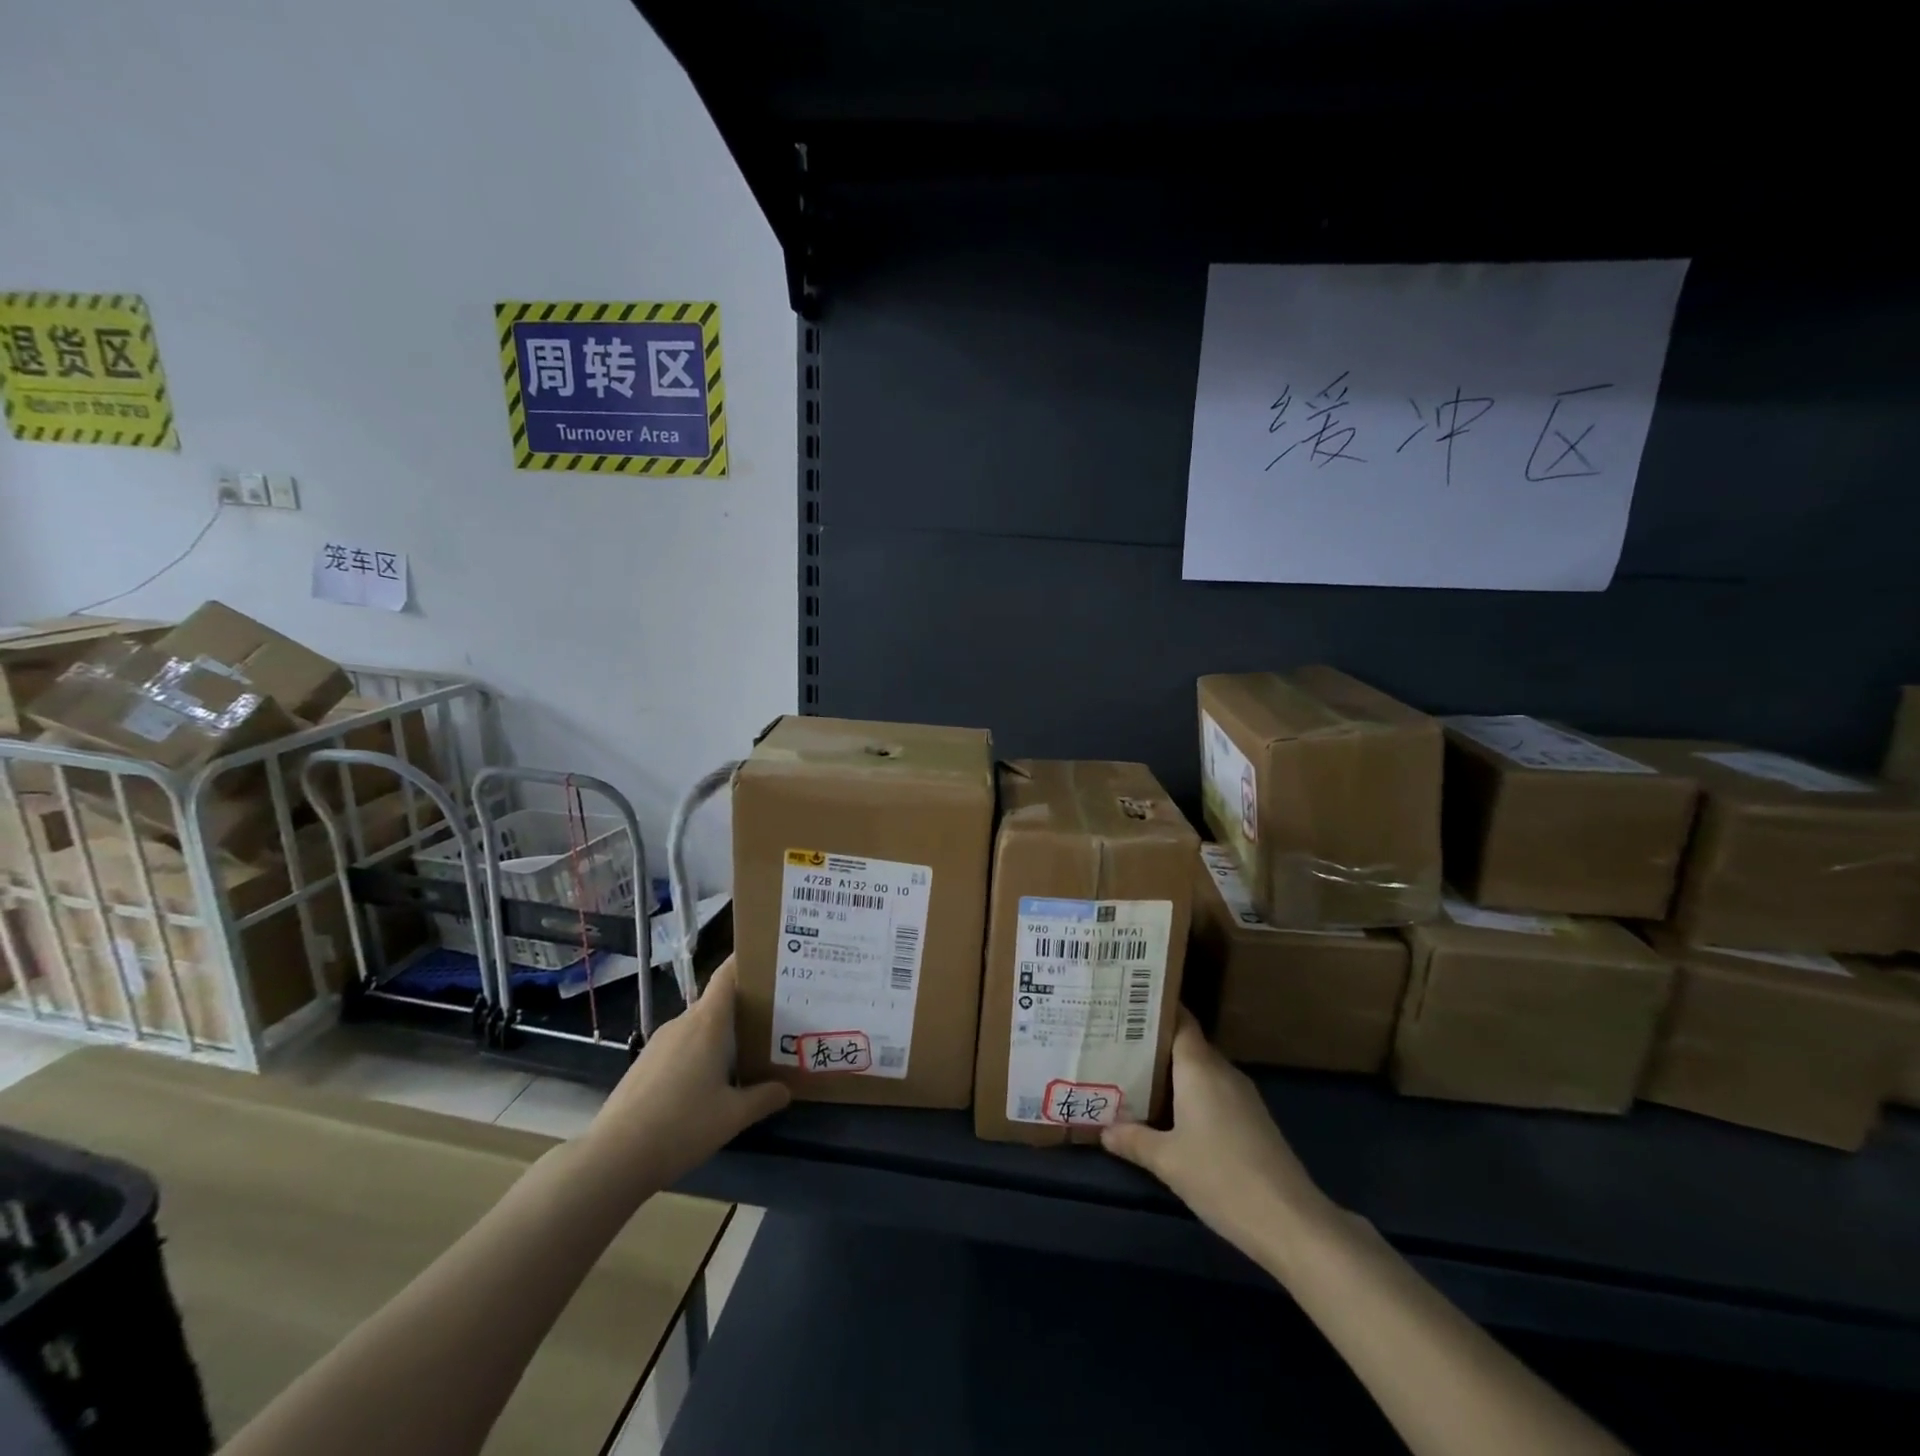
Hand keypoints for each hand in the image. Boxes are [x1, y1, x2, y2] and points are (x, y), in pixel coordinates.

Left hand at [582, 957, 789, 1193]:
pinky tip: (708, 1081)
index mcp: (708, 1023)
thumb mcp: (733, 1116)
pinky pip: (680, 1046)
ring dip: (721, 1034)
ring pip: (698, 1026)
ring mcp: (659, 1042)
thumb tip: (787, 1089)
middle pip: (717, 1002)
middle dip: (744, 1007)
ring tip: (746, 1052)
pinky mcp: (644, 1063)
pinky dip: (699, 1053)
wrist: (614, 1157)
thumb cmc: (682, 1126)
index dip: (746, 962)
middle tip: (774, 1019)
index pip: (727, 975)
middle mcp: (683, 1023)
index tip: (770, 961)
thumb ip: (764, 1098)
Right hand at [1102, 1010, 1332, 1254]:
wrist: (1291, 1222)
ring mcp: (1242, 1097)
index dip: (1154, 1011)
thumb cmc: (1221, 1177)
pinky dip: (1191, 1096)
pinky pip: (1215, 1093)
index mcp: (1200, 1067)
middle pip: (1186, 1045)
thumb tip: (1104, 1129)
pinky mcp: (1254, 1121)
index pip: (1179, 1020)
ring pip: (1201, 1072)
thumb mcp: (1167, 1161)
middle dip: (1154, 1045)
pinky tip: (1172, 1116)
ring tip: (1135, 1078)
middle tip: (1116, 1046)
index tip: (1125, 1006)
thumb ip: (1133, 1140)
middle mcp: (1222, 1072)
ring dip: (1173, 1074)